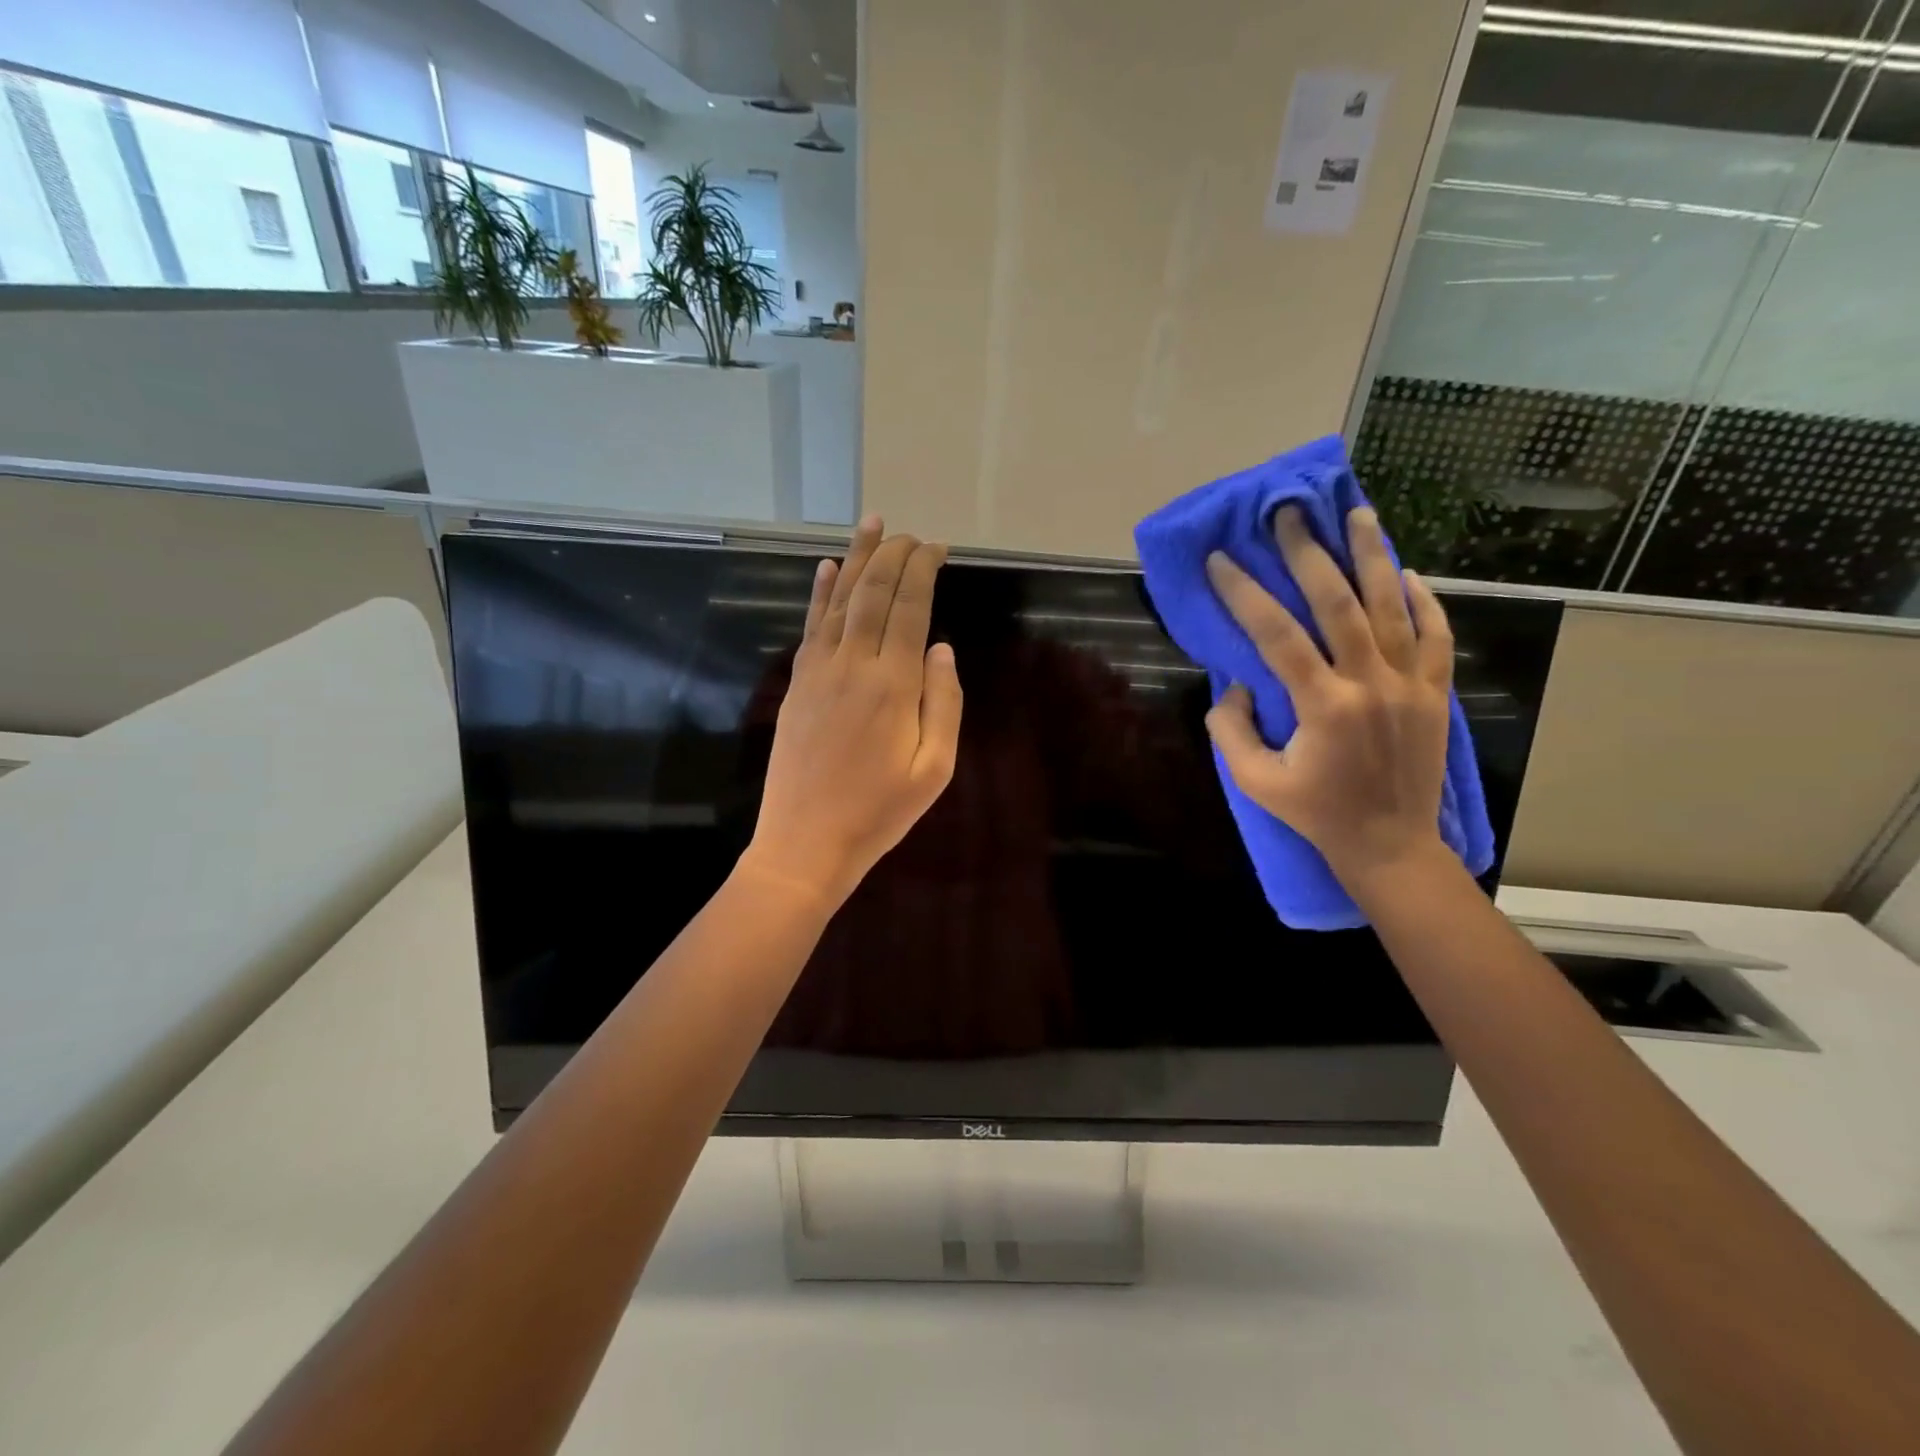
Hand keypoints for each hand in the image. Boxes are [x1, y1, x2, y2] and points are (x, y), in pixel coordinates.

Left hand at [742, 516, 963, 907]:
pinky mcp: (797, 683)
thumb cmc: (879, 812)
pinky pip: (811, 626)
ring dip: (858, 558)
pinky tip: (827, 568)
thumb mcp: (934, 769)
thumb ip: (943, 703)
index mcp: (893, 684)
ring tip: (873, 525)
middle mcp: (854, 664)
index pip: (910, 608)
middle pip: (874, 593)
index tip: (937, 548)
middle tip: (913, 534)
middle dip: (895, 556)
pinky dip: (820, 592)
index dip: (923, 571)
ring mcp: (819, 671)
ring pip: (840, 599)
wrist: (806, 842)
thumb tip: (942, 648)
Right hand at [1203, 505, 1455, 891]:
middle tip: (1289, 514)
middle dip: (1310, 553)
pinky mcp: (1435, 692)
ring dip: (1372, 556)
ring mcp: (1411, 684)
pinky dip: (1422, 599)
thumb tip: (1238, 686)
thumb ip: (1231, 730)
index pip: (1277, 635)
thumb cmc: (1316, 814)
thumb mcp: (1255, 782)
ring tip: (1358, 513)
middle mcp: (1371, 684)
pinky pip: (1436, 634)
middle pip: (1339, 603)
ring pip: (1392, 606)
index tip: (1220, 559)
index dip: (1245, 593)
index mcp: (1323, 707)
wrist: (1390, 844)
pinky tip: (1405, 571)